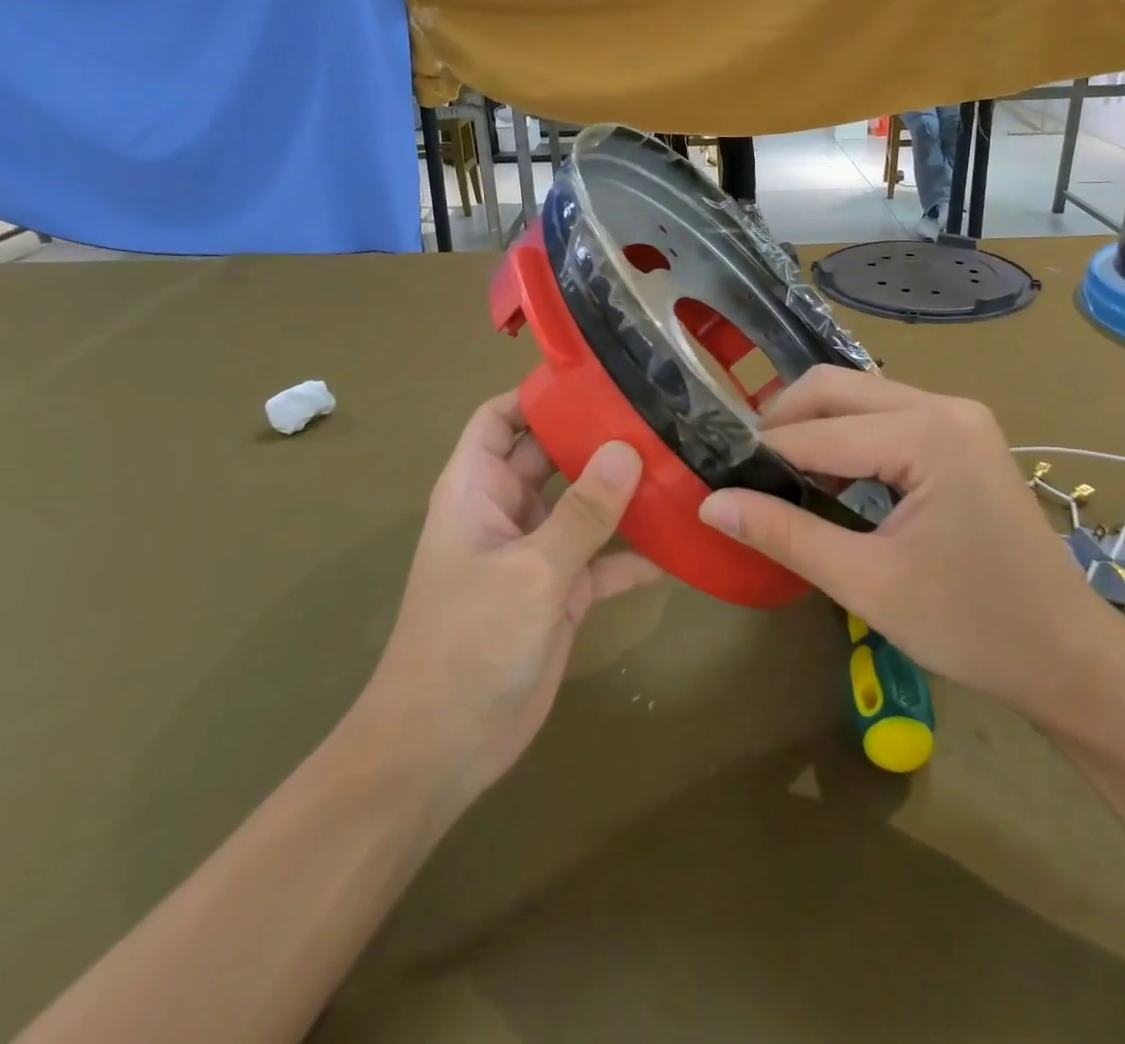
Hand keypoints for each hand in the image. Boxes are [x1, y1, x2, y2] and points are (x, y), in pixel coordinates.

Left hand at [343, 393, 658, 809]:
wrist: (444, 747)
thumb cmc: (471, 642)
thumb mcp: (532, 570)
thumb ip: (584, 511)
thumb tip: (627, 448)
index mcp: (477, 488)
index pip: (501, 418)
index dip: (539, 394)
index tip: (599, 377)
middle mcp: (505, 511)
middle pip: (552, 455)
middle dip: (597, 437)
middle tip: (660, 416)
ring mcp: (534, 553)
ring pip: (583, 506)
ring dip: (623, 493)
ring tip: (680, 466)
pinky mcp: (559, 593)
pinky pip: (602, 559)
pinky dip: (634, 554)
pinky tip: (680, 545)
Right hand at [697, 368, 1122, 724]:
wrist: (1068, 657)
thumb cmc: (973, 626)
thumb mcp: (868, 583)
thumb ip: (785, 534)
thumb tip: (711, 504)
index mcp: (927, 433)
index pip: (817, 431)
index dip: (760, 454)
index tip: (712, 475)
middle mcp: (943, 406)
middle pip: (836, 388)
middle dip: (782, 422)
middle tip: (741, 469)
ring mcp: (957, 418)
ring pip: (859, 398)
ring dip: (813, 428)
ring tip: (775, 474)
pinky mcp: (960, 438)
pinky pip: (885, 418)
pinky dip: (846, 439)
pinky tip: (827, 478)